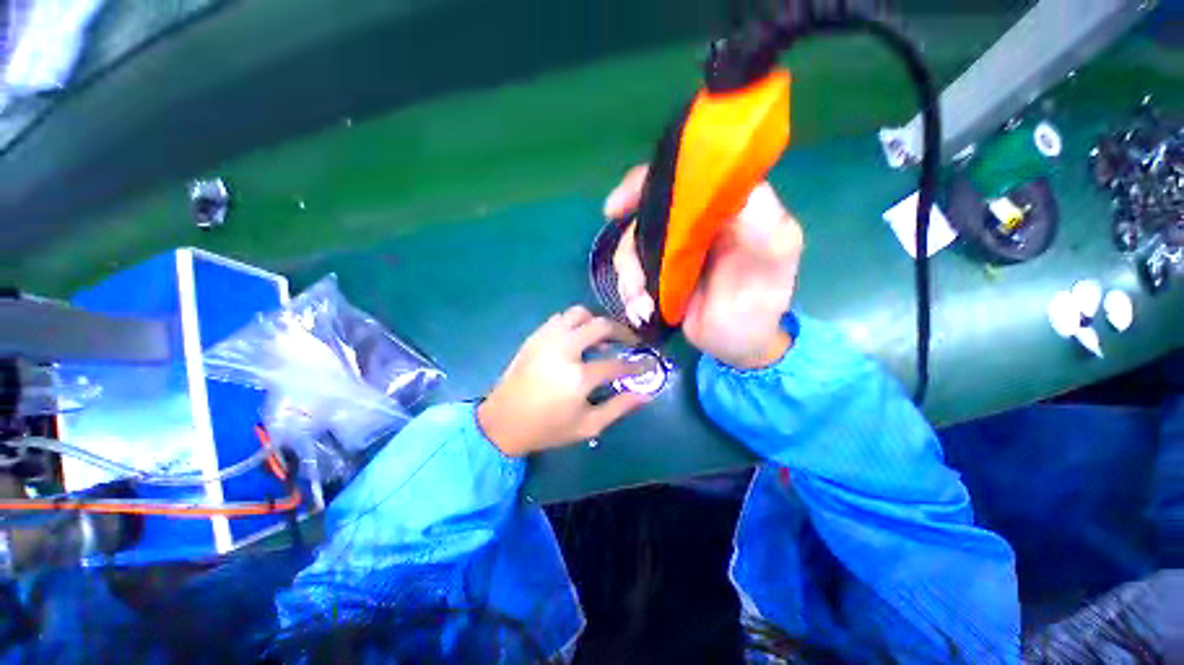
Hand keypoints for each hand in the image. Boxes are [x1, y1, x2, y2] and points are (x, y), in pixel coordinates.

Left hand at [478, 306, 651, 456]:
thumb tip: (645, 395)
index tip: (647, 363)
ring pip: (579, 313)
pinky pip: (560, 318)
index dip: (636, 364)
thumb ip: (618, 408)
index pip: (617, 364)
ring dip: (596, 322)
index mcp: (578, 377)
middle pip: (601, 326)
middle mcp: (564, 350)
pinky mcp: (535, 337)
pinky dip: (575, 323)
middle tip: (630, 342)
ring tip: (602, 338)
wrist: (503, 422)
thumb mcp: (588, 426)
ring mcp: (547, 339)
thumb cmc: (547, 428)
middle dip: (622, 332)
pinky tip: (577, 339)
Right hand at [604, 165, 803, 368]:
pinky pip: (631, 274)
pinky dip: (629, 294)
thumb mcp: (775, 260)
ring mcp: (672, 252)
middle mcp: (693, 224)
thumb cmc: (761, 304)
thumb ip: (763, 224)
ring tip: (642, 306)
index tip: (616, 207)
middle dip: (630, 248)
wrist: (739, 345)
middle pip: (643, 215)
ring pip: (631, 248)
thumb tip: (732, 191)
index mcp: (722, 208)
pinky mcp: (659, 277)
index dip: (643, 185)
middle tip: (636, 284)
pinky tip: (641, 312)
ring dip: (630, 279)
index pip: (678, 179)